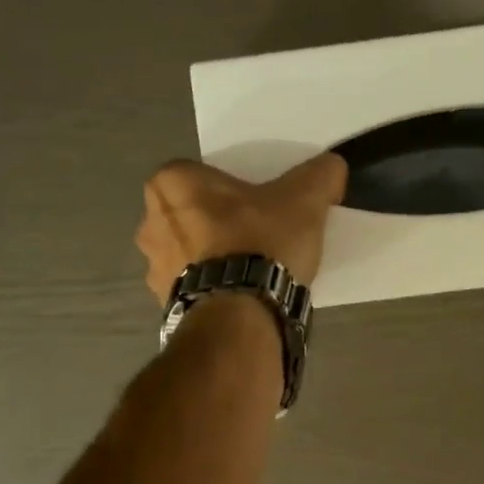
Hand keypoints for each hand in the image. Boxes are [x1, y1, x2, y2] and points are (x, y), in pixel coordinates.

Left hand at [136, 154, 347, 304]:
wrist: (241, 316)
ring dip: (211, 256)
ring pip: (188, 251)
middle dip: (217, 221)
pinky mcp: (165, 303)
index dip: (229, 187)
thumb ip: (320, 174)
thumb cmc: (261, 243)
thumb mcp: (304, 199)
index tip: (256, 201)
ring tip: (252, 268)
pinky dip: (211, 287)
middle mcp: (150, 222)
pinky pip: (191, 286)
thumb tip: (333, 166)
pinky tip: (241, 294)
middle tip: (256, 232)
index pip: (199, 174)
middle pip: (191, 212)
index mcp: (171, 183)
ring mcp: (153, 267)